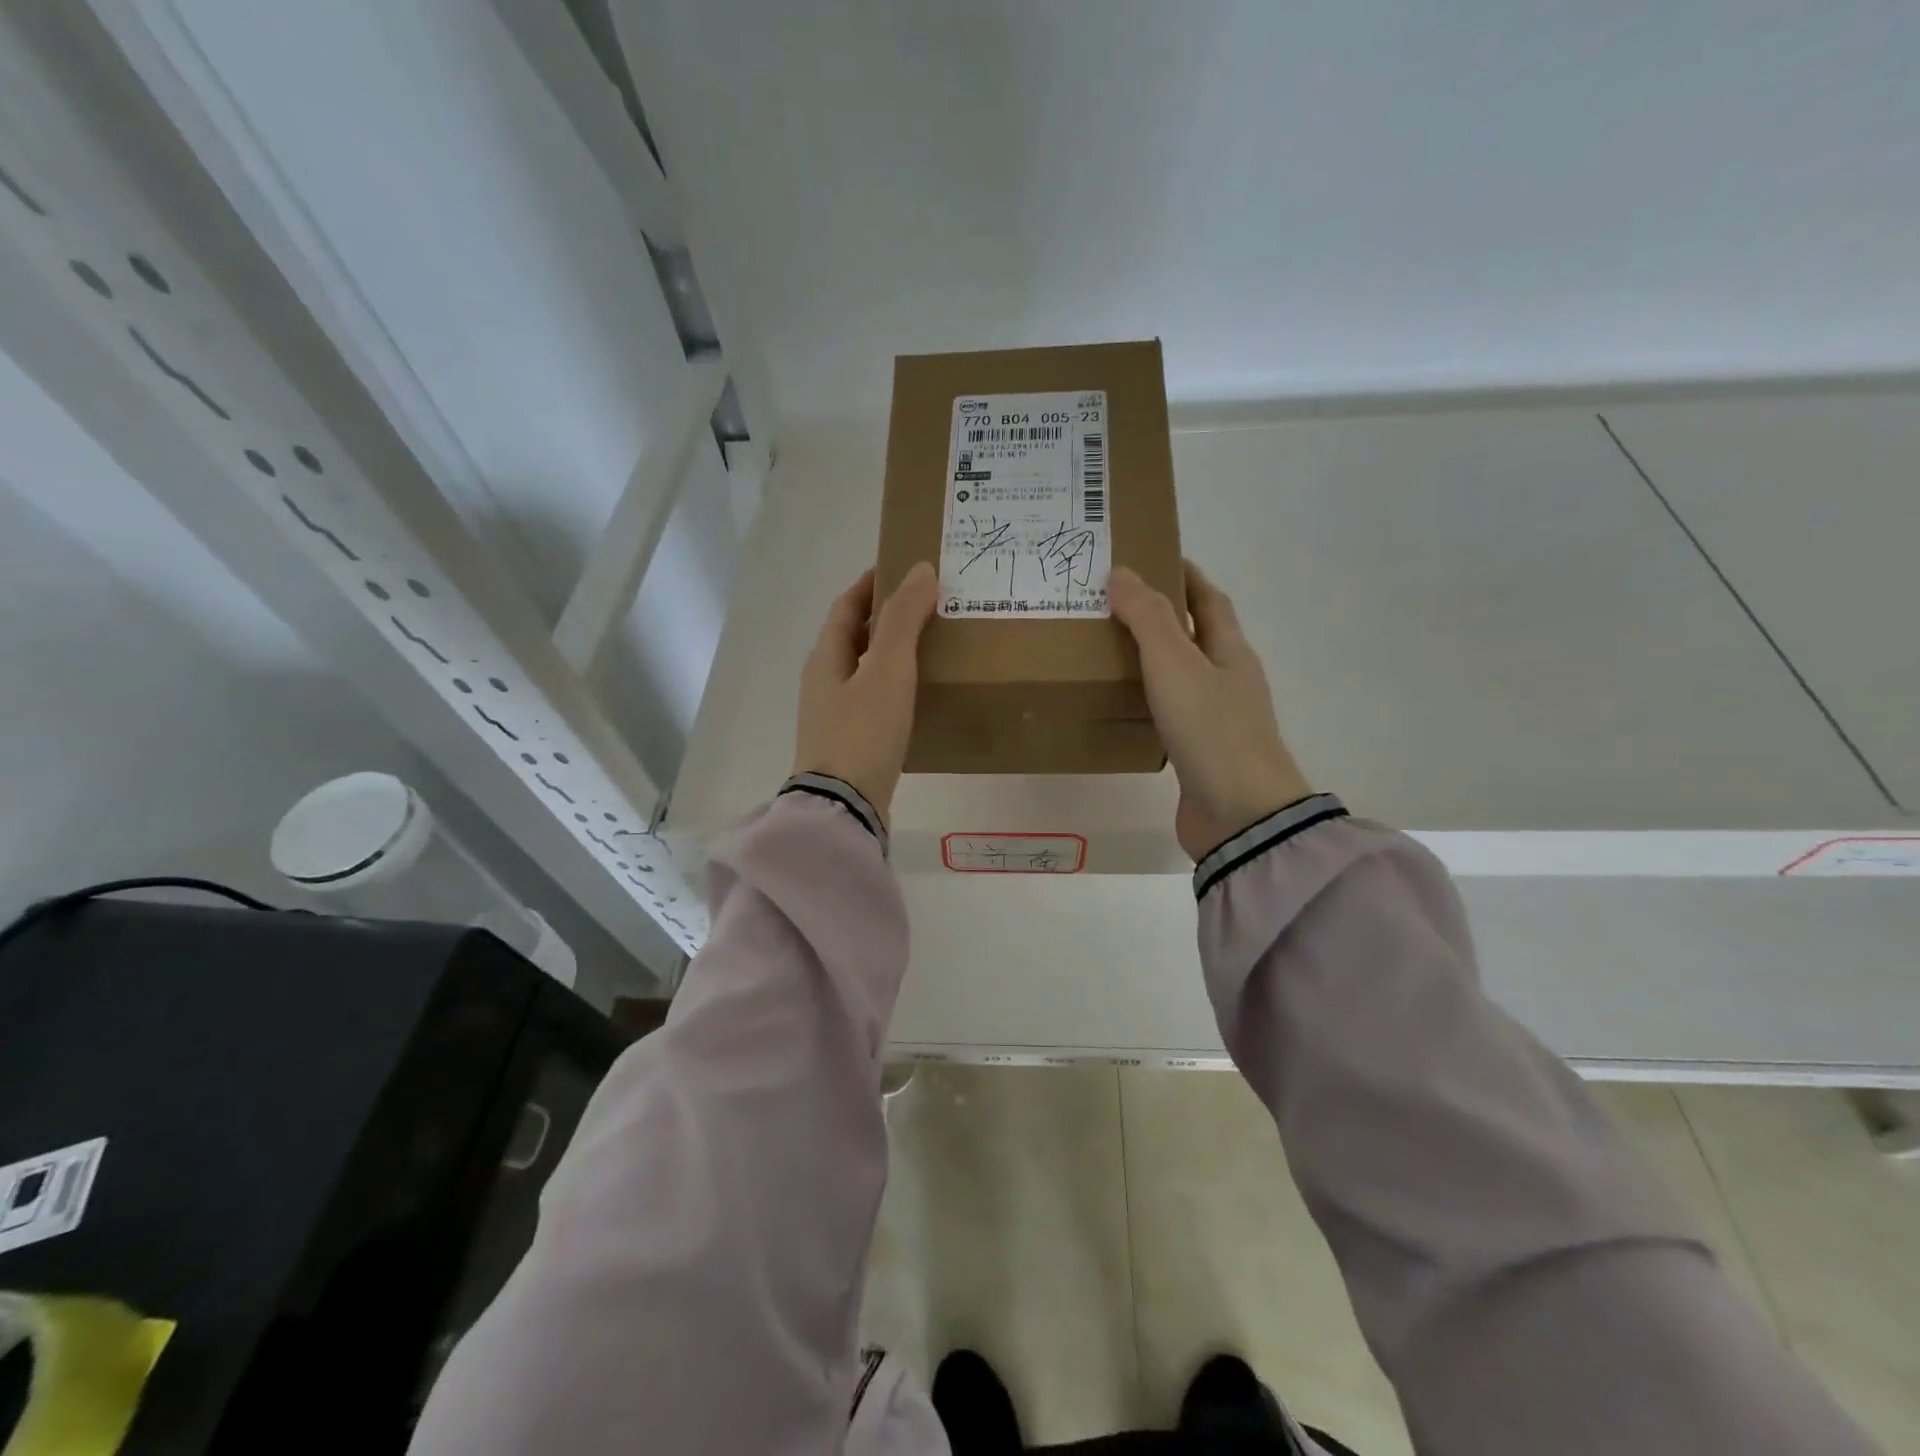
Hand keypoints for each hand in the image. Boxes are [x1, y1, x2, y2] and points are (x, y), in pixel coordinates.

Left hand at [793, 563, 936, 827]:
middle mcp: (823, 682)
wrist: (843, 807)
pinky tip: (916, 696)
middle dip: (884, 618)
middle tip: (925, 608)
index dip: (871, 586)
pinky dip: (892, 686)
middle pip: (852, 637)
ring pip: (862, 670)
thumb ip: (902, 620)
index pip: (846, 607)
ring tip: (928, 647)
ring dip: (889, 653)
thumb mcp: (886, 670)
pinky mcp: (848, 743)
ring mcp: (832, 716)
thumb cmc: (862, 732)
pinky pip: (870, 700)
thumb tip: (921, 570)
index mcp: (825, 658)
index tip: (901, 570)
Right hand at [1109, 561, 1312, 859]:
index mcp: (1231, 652)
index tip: (1150, 556)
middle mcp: (1228, 680)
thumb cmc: (1212, 730)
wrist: (1240, 815)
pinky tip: (1119, 704)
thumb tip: (1121, 572)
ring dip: (1150, 658)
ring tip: (1105, 647)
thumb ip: (1147, 618)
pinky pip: (1168, 713)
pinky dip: (1145, 700)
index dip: (1184, 575)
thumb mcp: (1176, 664)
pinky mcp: (1197, 753)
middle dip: (1160, 615)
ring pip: (1180, 676)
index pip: (1209, 599)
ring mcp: (1215, 719)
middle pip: (1195, 635)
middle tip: (1111, 603)